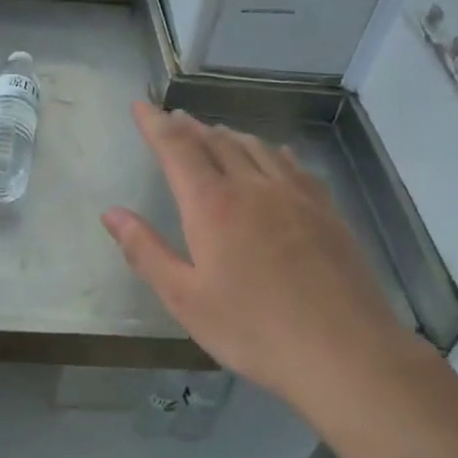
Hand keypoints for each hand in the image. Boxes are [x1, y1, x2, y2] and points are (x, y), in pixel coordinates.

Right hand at [102, 103, 420, 416]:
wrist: (346, 352)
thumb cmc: (253, 330)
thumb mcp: (185, 299)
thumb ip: (145, 251)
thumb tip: (111, 213)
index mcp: (212, 205)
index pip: (176, 148)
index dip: (154, 123)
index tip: (139, 104)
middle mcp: (252, 186)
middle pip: (215, 141)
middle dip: (188, 126)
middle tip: (171, 119)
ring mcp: (295, 195)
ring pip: (254, 147)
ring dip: (226, 134)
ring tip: (212, 132)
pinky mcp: (326, 210)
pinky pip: (291, 165)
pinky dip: (269, 151)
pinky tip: (272, 156)